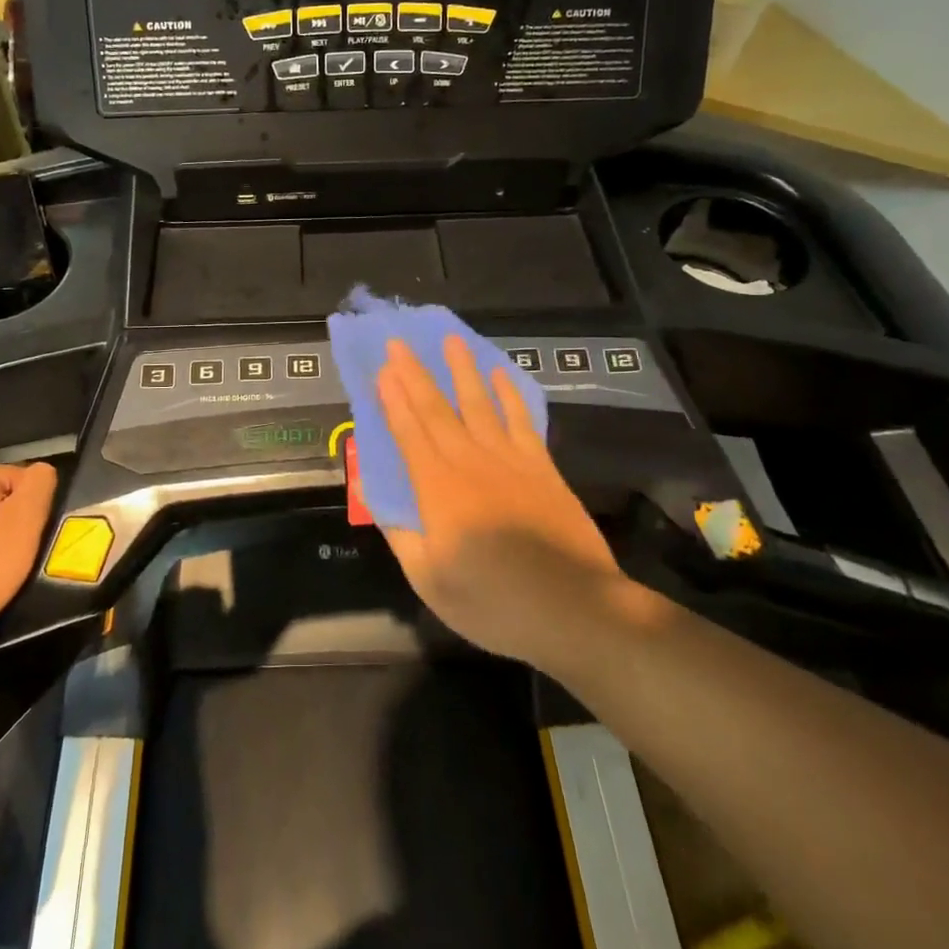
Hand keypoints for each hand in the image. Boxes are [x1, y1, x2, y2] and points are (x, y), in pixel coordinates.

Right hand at [376, 335, 628, 668]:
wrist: (573, 607)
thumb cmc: (493, 601)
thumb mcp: (429, 580)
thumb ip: (401, 533)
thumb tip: (375, 496)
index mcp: (437, 488)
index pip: (409, 432)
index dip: (392, 400)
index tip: (381, 370)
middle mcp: (469, 462)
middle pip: (437, 409)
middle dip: (415, 374)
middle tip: (399, 342)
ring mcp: (509, 460)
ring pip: (479, 404)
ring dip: (462, 370)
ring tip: (451, 341)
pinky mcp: (541, 467)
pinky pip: (520, 420)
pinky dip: (509, 394)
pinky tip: (501, 375)